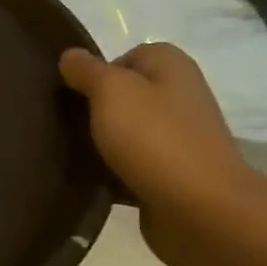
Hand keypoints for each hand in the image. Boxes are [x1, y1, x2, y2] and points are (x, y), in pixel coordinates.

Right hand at [59, 42, 262, 265]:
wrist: (201, 210)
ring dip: (101, 140)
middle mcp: (180, 96)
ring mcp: (179, 138)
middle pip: (126, 94)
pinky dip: (113, 170)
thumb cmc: (154, 137)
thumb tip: (70, 55)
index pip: (127, 55)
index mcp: (172, 67)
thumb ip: (86, 70)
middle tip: (65, 120)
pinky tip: (90, 178)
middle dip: (95, 106)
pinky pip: (132, 164)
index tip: (75, 92)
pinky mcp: (172, 174)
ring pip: (127, 130)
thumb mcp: (110, 91)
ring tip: (71, 150)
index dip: (98, 70)